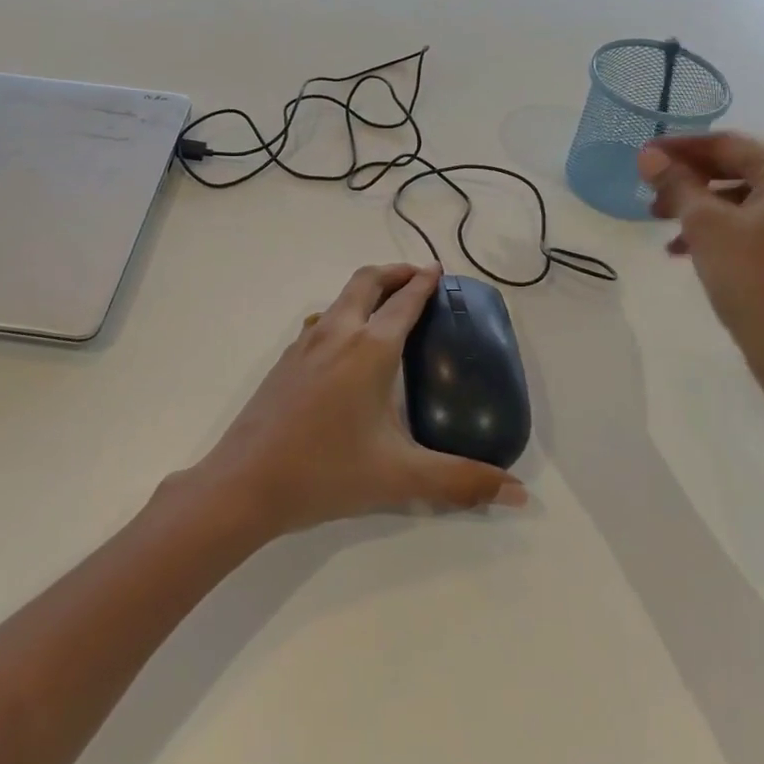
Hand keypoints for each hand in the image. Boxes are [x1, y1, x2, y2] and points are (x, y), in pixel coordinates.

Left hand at [194, 263, 527, 537]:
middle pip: (367, 281)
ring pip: (341, 297)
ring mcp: (306, 343)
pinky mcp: (286, 360)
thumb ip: (462, 482)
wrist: (246, 482)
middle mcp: (338, 333)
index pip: (404, 301)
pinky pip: (323, 319)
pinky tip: (348, 346)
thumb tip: (518, 493)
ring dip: (367, 289)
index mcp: (370, 349)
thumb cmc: (327, 472)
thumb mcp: (401, 478)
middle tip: (417, 276)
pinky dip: (345, 312)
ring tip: (387, 306)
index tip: (438, 270)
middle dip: (395, 271)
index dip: (424, 282)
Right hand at [640, 133, 763, 405]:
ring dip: (702, 207)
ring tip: (663, 226)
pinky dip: (724, 229)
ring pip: (746, 199)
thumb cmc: (755, 281)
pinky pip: (759, 224)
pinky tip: (690, 251)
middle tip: (649, 195)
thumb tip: (649, 155)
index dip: (679, 148)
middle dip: (689, 180)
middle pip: (738, 168)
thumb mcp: (706, 227)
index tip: (641, 155)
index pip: (726, 144)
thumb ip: (677, 184)